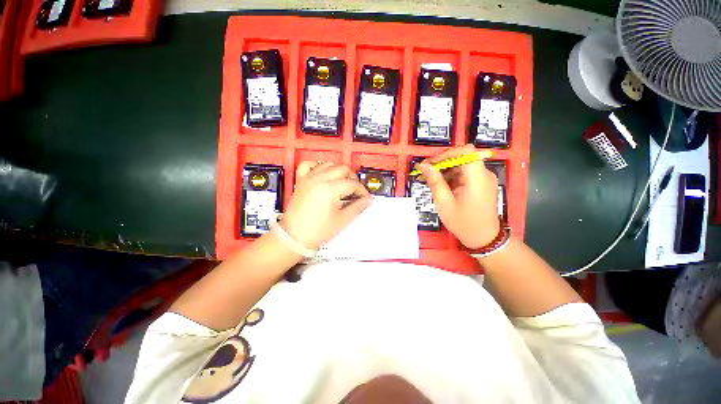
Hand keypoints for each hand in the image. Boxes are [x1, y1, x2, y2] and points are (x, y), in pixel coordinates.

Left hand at [281, 161, 371, 249]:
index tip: (365, 197)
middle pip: (343, 168)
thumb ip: (357, 207)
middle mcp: (319, 179)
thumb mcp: (342, 220)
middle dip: (353, 178)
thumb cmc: (317, 231)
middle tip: (355, 190)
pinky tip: (323, 174)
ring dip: (338, 171)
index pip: (352, 183)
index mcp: (330, 189)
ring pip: (328, 164)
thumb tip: (367, 200)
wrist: (294, 237)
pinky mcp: (301, 181)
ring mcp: (308, 178)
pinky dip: (317, 166)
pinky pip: (308, 165)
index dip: (362, 190)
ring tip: (342, 182)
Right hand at [418, 144, 500, 248]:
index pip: (465, 151)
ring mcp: (483, 178)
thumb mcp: (444, 203)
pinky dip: (450, 176)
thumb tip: (423, 165)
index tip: (430, 164)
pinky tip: (439, 185)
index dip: (446, 153)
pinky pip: (464, 174)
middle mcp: (483, 173)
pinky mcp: (480, 184)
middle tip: (424, 171)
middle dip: (441, 162)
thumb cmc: (463, 223)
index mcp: (477, 177)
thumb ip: (434, 182)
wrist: (484, 239)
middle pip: (462, 157)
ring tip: (428, 179)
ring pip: (461, 165)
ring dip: (444, 169)